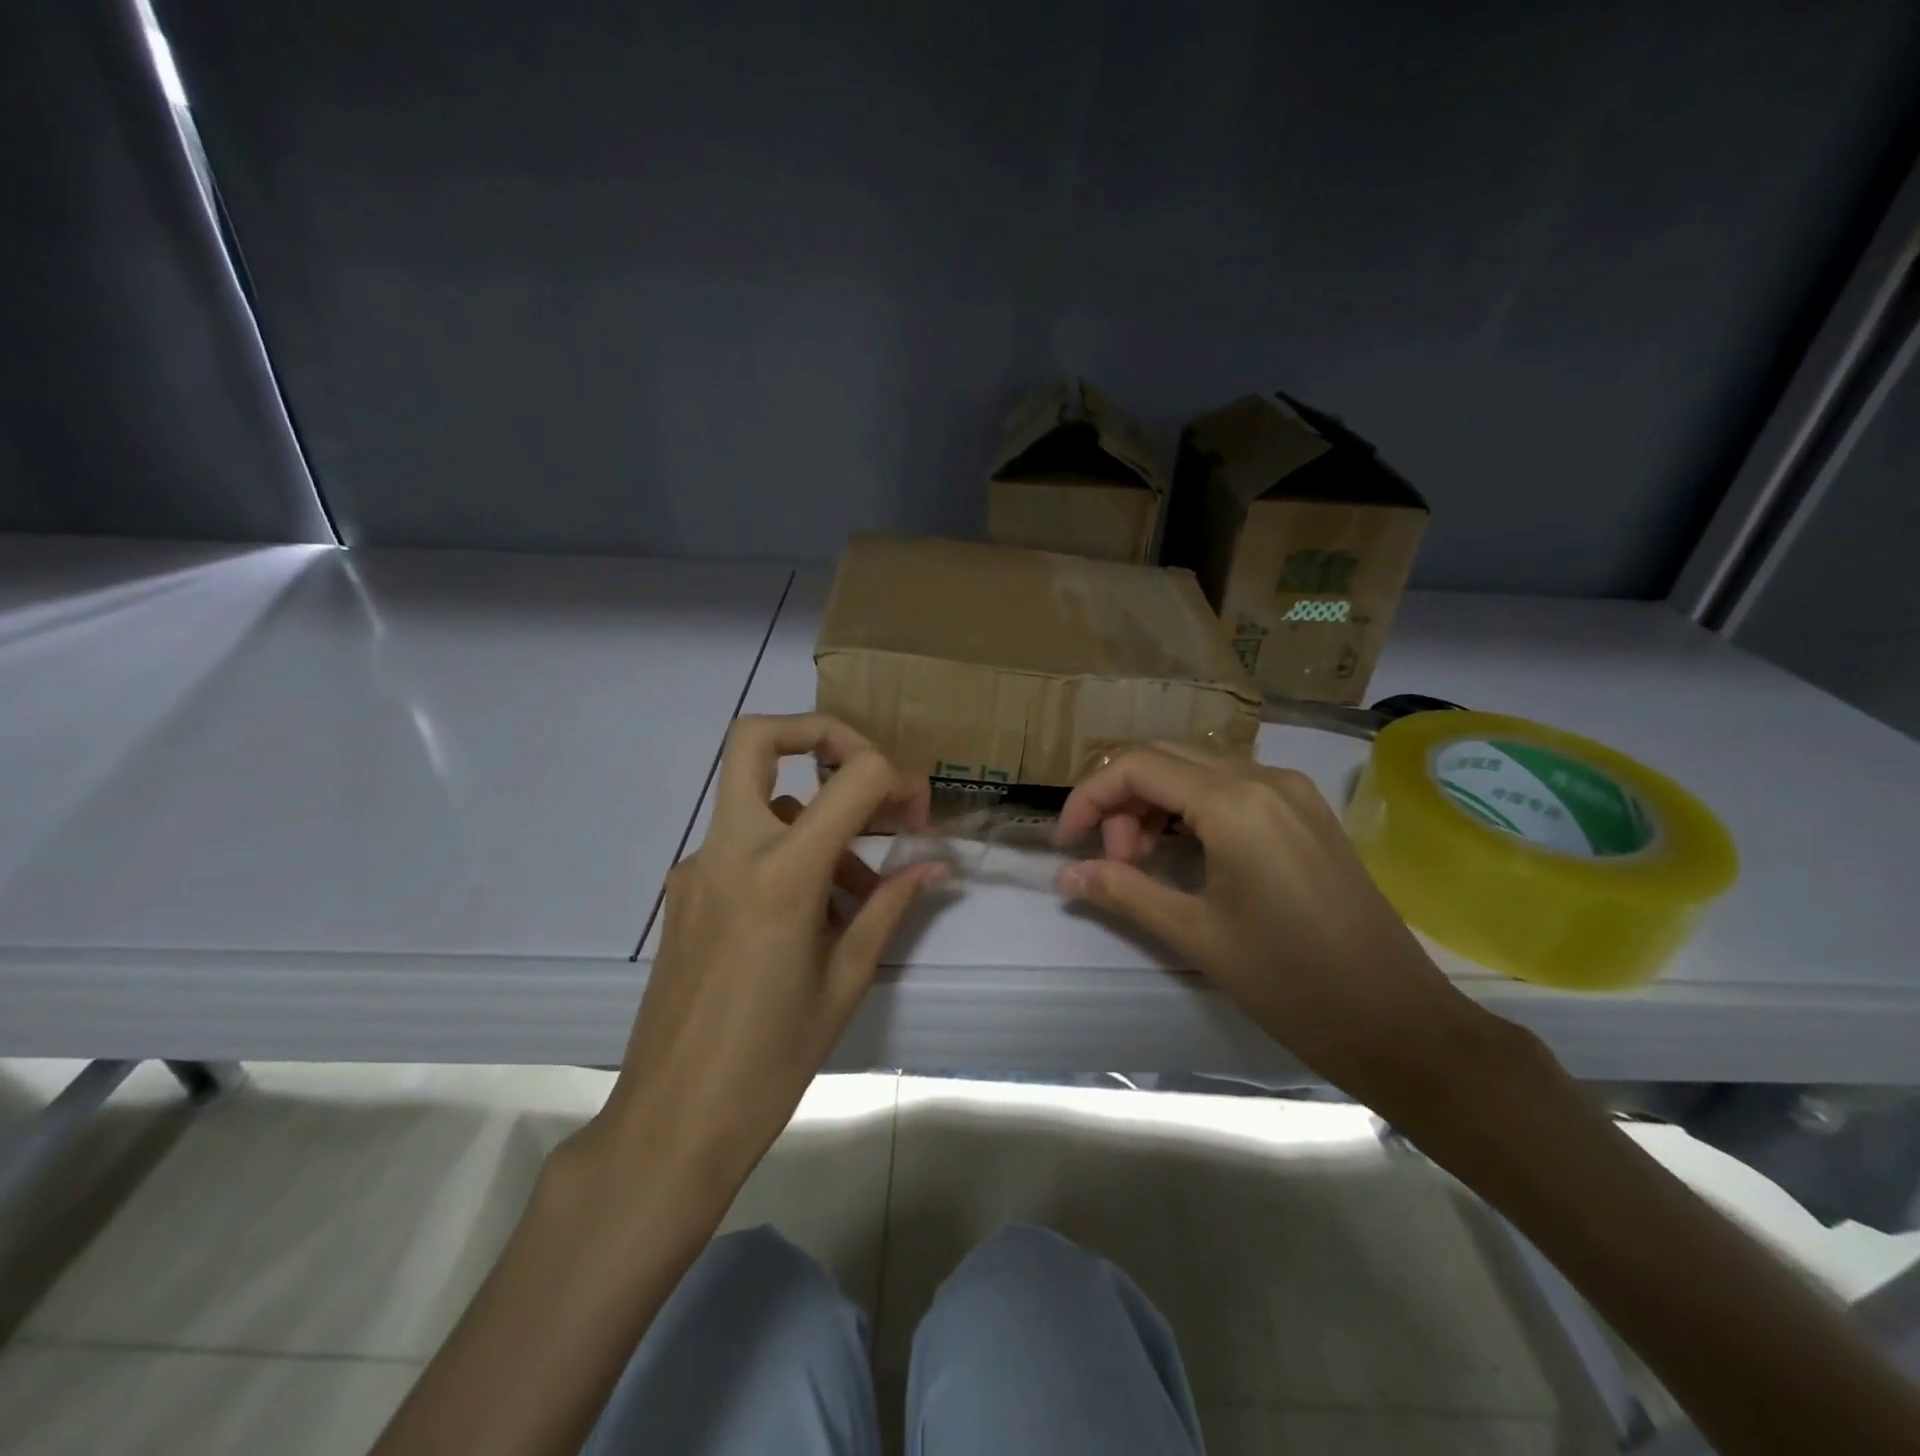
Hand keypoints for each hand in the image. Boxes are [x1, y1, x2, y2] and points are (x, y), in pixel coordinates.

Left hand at [579, 714, 943, 1204]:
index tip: (917, 814)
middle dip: (822, 735)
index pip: (851, 779)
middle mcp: (730, 852)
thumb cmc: (770, 1060)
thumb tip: (933, 867)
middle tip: (867, 775)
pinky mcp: (684, 893)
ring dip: (815, 816)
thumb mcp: (844, 980)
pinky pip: (743, 845)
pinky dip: (786, 853)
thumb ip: (888, 907)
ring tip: (860, 889)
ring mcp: (697, 868)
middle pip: (757, 739)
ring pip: (760, 799)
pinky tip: (814, 916)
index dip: (895, 779)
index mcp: (781, 874)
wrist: (671, 1124)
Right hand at [1054, 743, 1485, 1099]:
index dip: (1089, 798)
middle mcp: (1264, 778)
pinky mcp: (1306, 813)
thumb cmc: (1291, 982)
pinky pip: (1231, 788)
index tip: (1069, 845)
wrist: (1399, 1023)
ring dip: (1155, 805)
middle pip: (1165, 758)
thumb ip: (1123, 891)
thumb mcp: (1196, 935)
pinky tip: (1184, 855)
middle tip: (1110, 861)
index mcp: (1235, 802)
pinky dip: (1191, 810)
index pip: (1137, 766)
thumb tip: (1066, 876)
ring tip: (1143, 865)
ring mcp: (1292, 792)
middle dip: (1121, 800)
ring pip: (1197, 770)